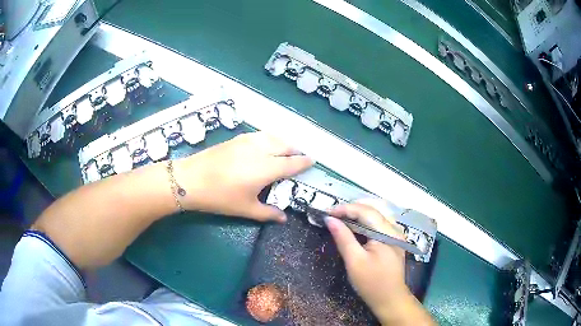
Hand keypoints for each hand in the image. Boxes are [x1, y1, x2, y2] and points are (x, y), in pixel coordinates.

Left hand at [174, 132, 312, 221]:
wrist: (191, 179)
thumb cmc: (220, 197)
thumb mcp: (246, 209)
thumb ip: (268, 213)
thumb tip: (284, 218)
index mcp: (268, 168)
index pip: (293, 163)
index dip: (304, 162)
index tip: (312, 161)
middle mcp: (262, 150)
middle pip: (286, 146)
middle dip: (296, 150)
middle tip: (300, 157)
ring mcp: (248, 141)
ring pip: (273, 137)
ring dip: (284, 142)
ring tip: (285, 150)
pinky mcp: (237, 138)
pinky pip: (261, 135)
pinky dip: (270, 138)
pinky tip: (266, 144)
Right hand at [325, 202, 435, 324]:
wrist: (390, 299)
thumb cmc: (372, 283)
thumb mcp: (355, 262)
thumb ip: (343, 238)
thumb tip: (330, 219)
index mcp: (387, 233)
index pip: (365, 211)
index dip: (345, 209)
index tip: (326, 212)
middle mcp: (394, 229)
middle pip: (373, 209)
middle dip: (351, 208)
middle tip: (332, 214)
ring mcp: (396, 234)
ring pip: (376, 214)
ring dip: (358, 213)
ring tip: (340, 218)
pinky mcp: (393, 240)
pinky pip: (378, 223)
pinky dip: (365, 221)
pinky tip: (354, 227)